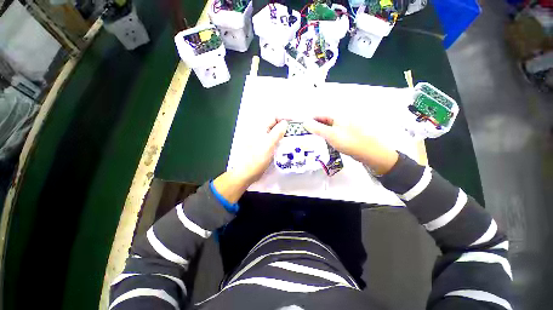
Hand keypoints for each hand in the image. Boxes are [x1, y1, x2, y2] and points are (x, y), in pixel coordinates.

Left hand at [213, 119, 287, 202]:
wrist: (247, 173)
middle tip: (296, 131)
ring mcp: (263, 141)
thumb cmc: (256, 159)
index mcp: (260, 129)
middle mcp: (261, 133)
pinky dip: (281, 142)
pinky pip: (275, 142)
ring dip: (284, 134)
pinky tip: (287, 146)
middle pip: (275, 125)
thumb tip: (285, 122)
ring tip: (294, 138)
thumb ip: (277, 132)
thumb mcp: (268, 144)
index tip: (295, 122)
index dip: (284, 118)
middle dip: (286, 126)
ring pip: (276, 134)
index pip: (274, 117)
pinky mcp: (264, 148)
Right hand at [303, 117, 398, 174]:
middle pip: (323, 122)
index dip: (310, 120)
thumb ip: (317, 128)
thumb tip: (304, 122)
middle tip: (304, 135)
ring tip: (310, 140)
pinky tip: (321, 143)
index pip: (319, 115)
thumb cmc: (349, 142)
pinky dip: (326, 138)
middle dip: (313, 127)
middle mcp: (340, 120)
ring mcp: (343, 128)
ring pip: (327, 129)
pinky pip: (332, 135)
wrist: (369, 153)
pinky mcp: (345, 136)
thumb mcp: (331, 134)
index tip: (301, 127)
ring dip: (319, 134)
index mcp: (338, 116)